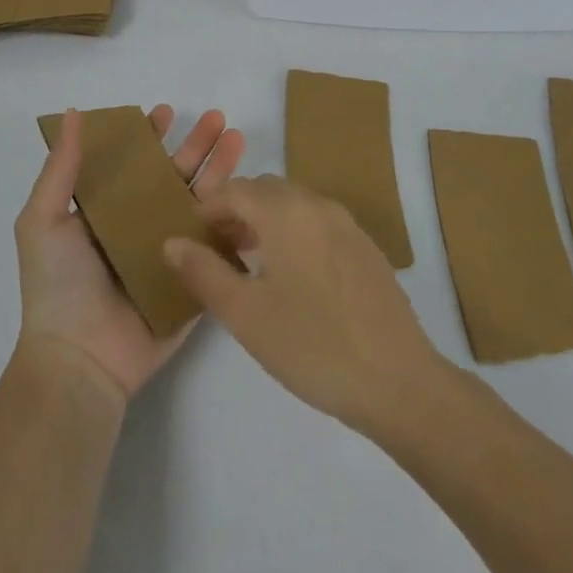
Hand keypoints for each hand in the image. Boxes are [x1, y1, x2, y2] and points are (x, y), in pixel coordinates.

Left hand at [16, 105, 243, 402]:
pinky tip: (252, 194)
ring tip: (239, 140)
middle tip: (220, 119)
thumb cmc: (58, 285)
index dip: (149, 137)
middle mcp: (139, 226)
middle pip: (174, 177)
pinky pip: (217, 246)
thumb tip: (72, 113)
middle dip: (196, 147)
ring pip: (200, 204)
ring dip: (220, 172)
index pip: (133, 164)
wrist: (81, 359)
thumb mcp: (43, 219)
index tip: (166, 112)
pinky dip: (234, 220)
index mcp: (106, 211)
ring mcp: (169, 253)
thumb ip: (62, 168)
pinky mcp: (192, 280)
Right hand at [163, 177, 444, 434]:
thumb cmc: (313, 345)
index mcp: (287, 212)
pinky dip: (292, 233)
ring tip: (245, 263)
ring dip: (264, 222)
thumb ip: (203, 272)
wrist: (399, 382)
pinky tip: (289, 277)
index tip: (188, 237)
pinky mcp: (366, 248)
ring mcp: (347, 225)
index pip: (234, 190)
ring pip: (293, 205)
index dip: (206, 208)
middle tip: (214, 249)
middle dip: (234, 211)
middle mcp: (318, 205)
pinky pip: (317, 223)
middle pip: (265, 190)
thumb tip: (173, 242)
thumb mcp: (244, 313)